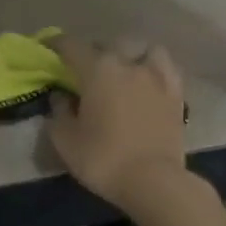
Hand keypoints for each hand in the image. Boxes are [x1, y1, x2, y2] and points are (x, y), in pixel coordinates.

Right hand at [46, 36, 187, 211]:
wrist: (154, 181)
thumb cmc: (103, 159)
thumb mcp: (66, 141)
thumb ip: (59, 113)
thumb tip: (60, 97)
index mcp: (98, 70)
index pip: (72, 46)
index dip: (56, 44)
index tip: (48, 48)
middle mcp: (128, 63)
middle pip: (107, 45)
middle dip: (92, 52)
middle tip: (83, 69)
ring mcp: (156, 76)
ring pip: (141, 49)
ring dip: (128, 54)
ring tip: (122, 69)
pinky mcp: (176, 93)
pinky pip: (164, 68)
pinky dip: (153, 68)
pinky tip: (148, 79)